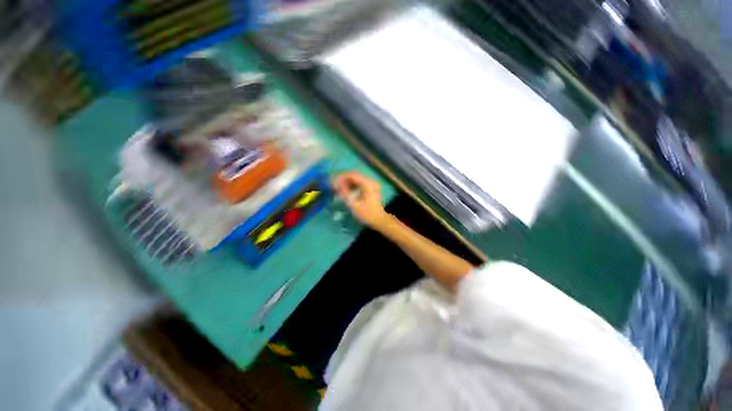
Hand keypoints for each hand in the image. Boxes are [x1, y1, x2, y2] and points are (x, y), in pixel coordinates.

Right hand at [332, 171, 388, 228]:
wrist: (379, 220)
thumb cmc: (367, 214)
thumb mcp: (354, 205)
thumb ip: (345, 194)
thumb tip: (336, 186)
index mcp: (367, 184)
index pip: (352, 175)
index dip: (341, 178)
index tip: (333, 183)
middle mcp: (370, 181)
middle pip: (354, 176)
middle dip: (343, 180)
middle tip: (334, 186)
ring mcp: (371, 185)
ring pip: (356, 180)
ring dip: (347, 183)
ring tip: (338, 189)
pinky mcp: (370, 189)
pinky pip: (359, 184)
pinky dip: (352, 186)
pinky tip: (346, 191)